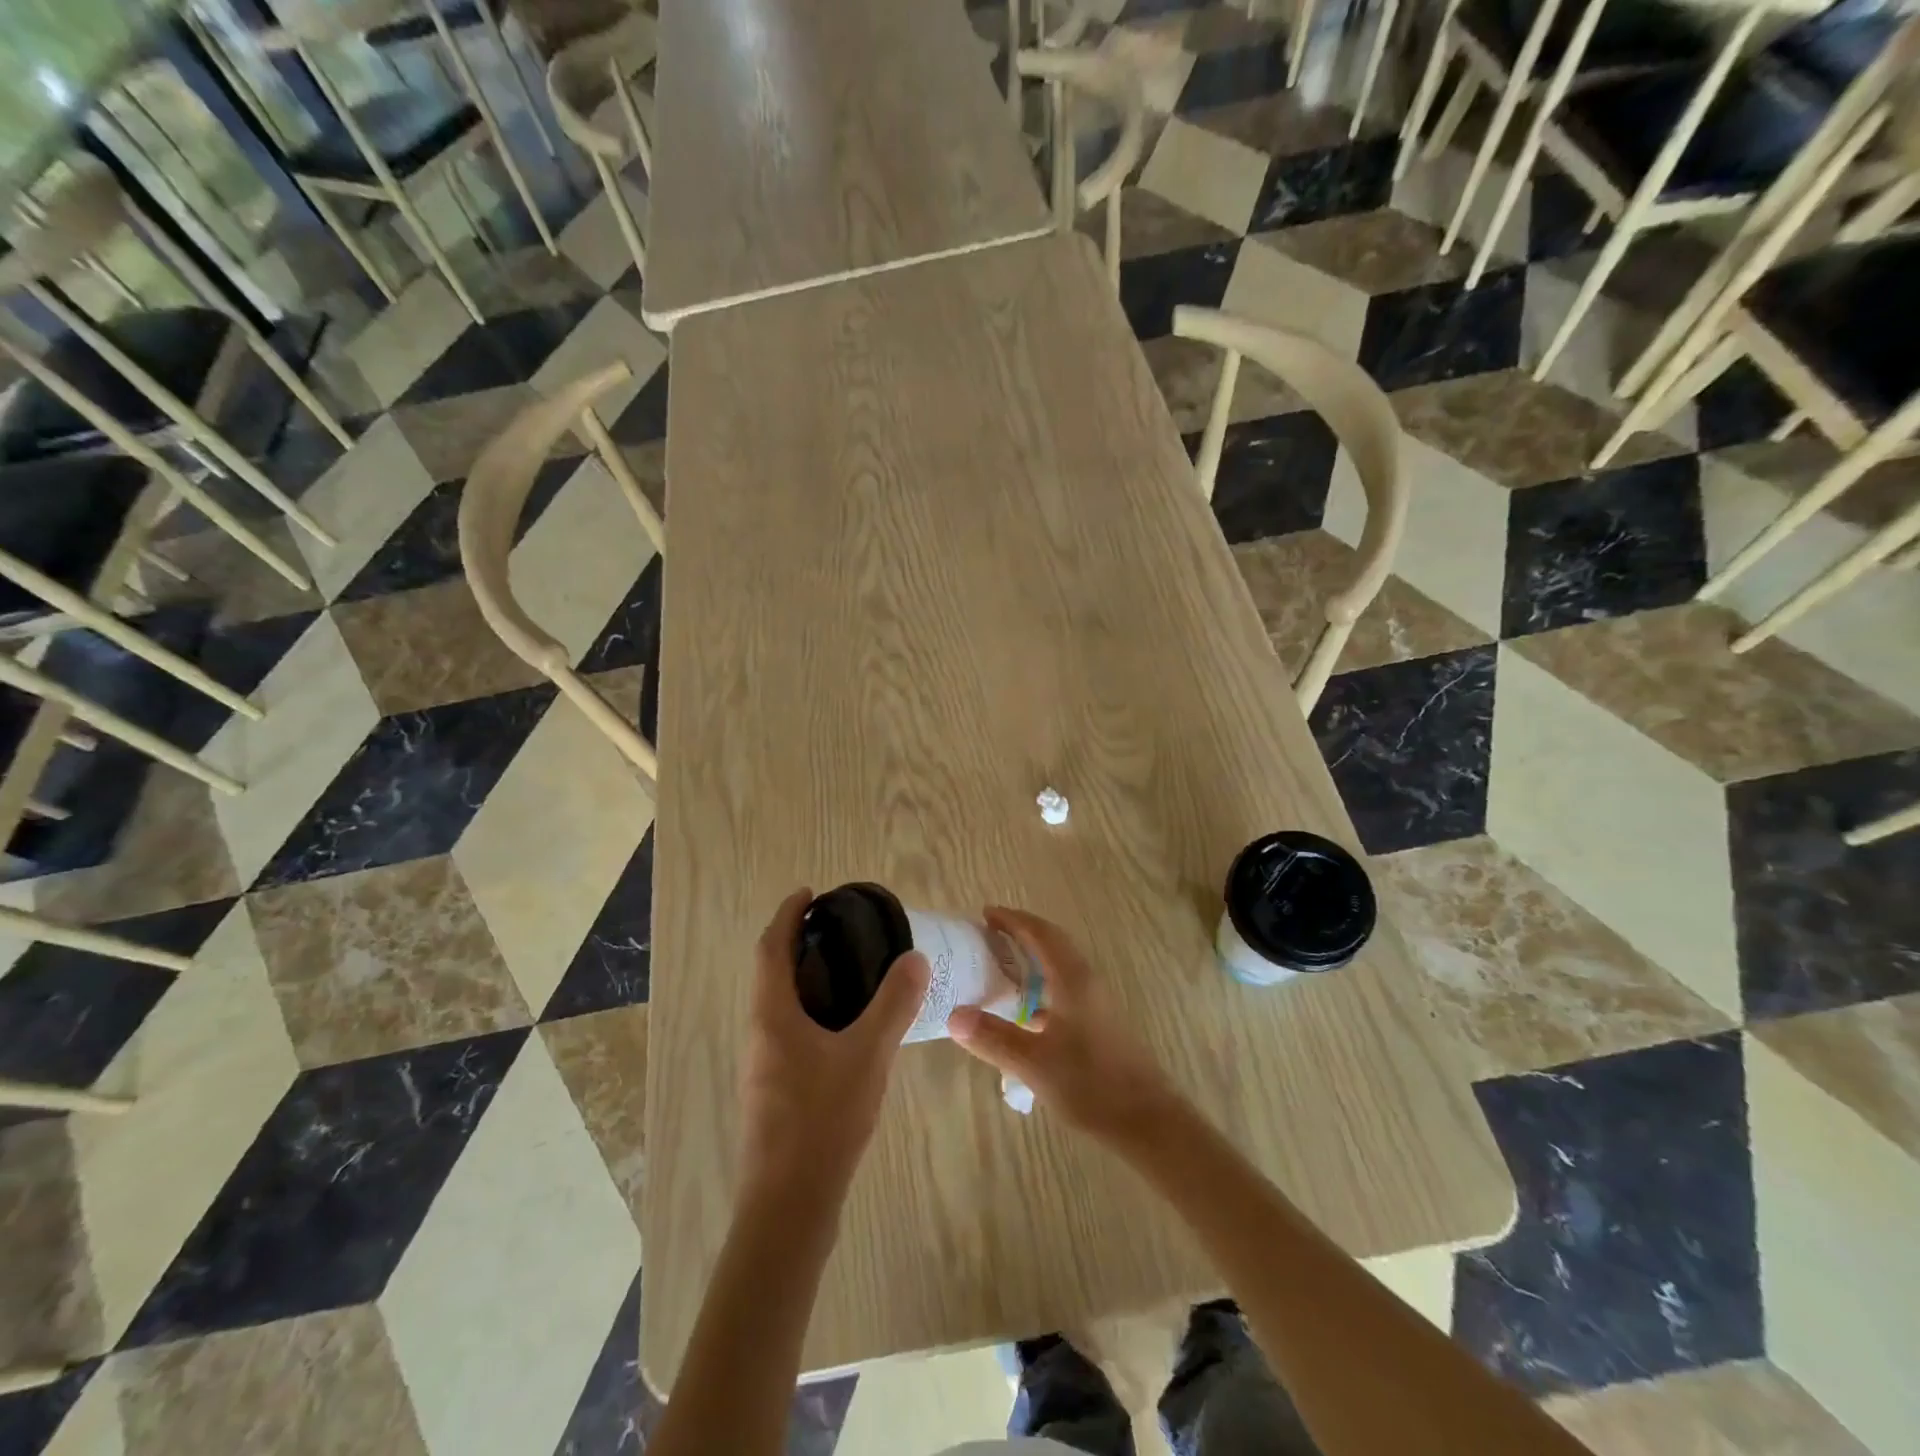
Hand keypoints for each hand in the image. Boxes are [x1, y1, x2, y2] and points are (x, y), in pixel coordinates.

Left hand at [737, 888, 930, 1212]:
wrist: (789, 1206)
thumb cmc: (823, 1119)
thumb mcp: (868, 1054)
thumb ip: (893, 1004)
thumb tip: (914, 958)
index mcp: (771, 1014)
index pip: (770, 947)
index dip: (787, 915)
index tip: (809, 894)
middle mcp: (758, 1033)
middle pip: (770, 973)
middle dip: (797, 944)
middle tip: (839, 930)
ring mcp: (762, 1065)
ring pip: (778, 1005)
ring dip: (803, 979)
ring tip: (849, 972)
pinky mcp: (773, 1091)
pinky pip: (788, 1031)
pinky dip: (810, 1011)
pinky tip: (846, 1029)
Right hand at [947, 906, 1186, 1146]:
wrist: (1146, 1120)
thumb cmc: (1091, 1084)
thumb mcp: (1033, 1064)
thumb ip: (993, 1037)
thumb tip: (953, 1015)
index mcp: (1072, 980)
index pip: (1041, 934)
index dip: (1013, 920)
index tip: (985, 914)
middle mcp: (1086, 982)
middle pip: (1053, 944)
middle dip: (1022, 934)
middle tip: (988, 935)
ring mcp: (1095, 1003)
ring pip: (1060, 967)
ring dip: (1032, 959)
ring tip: (1000, 968)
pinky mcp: (1099, 1023)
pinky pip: (1064, 988)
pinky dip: (1041, 986)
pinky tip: (1024, 1012)